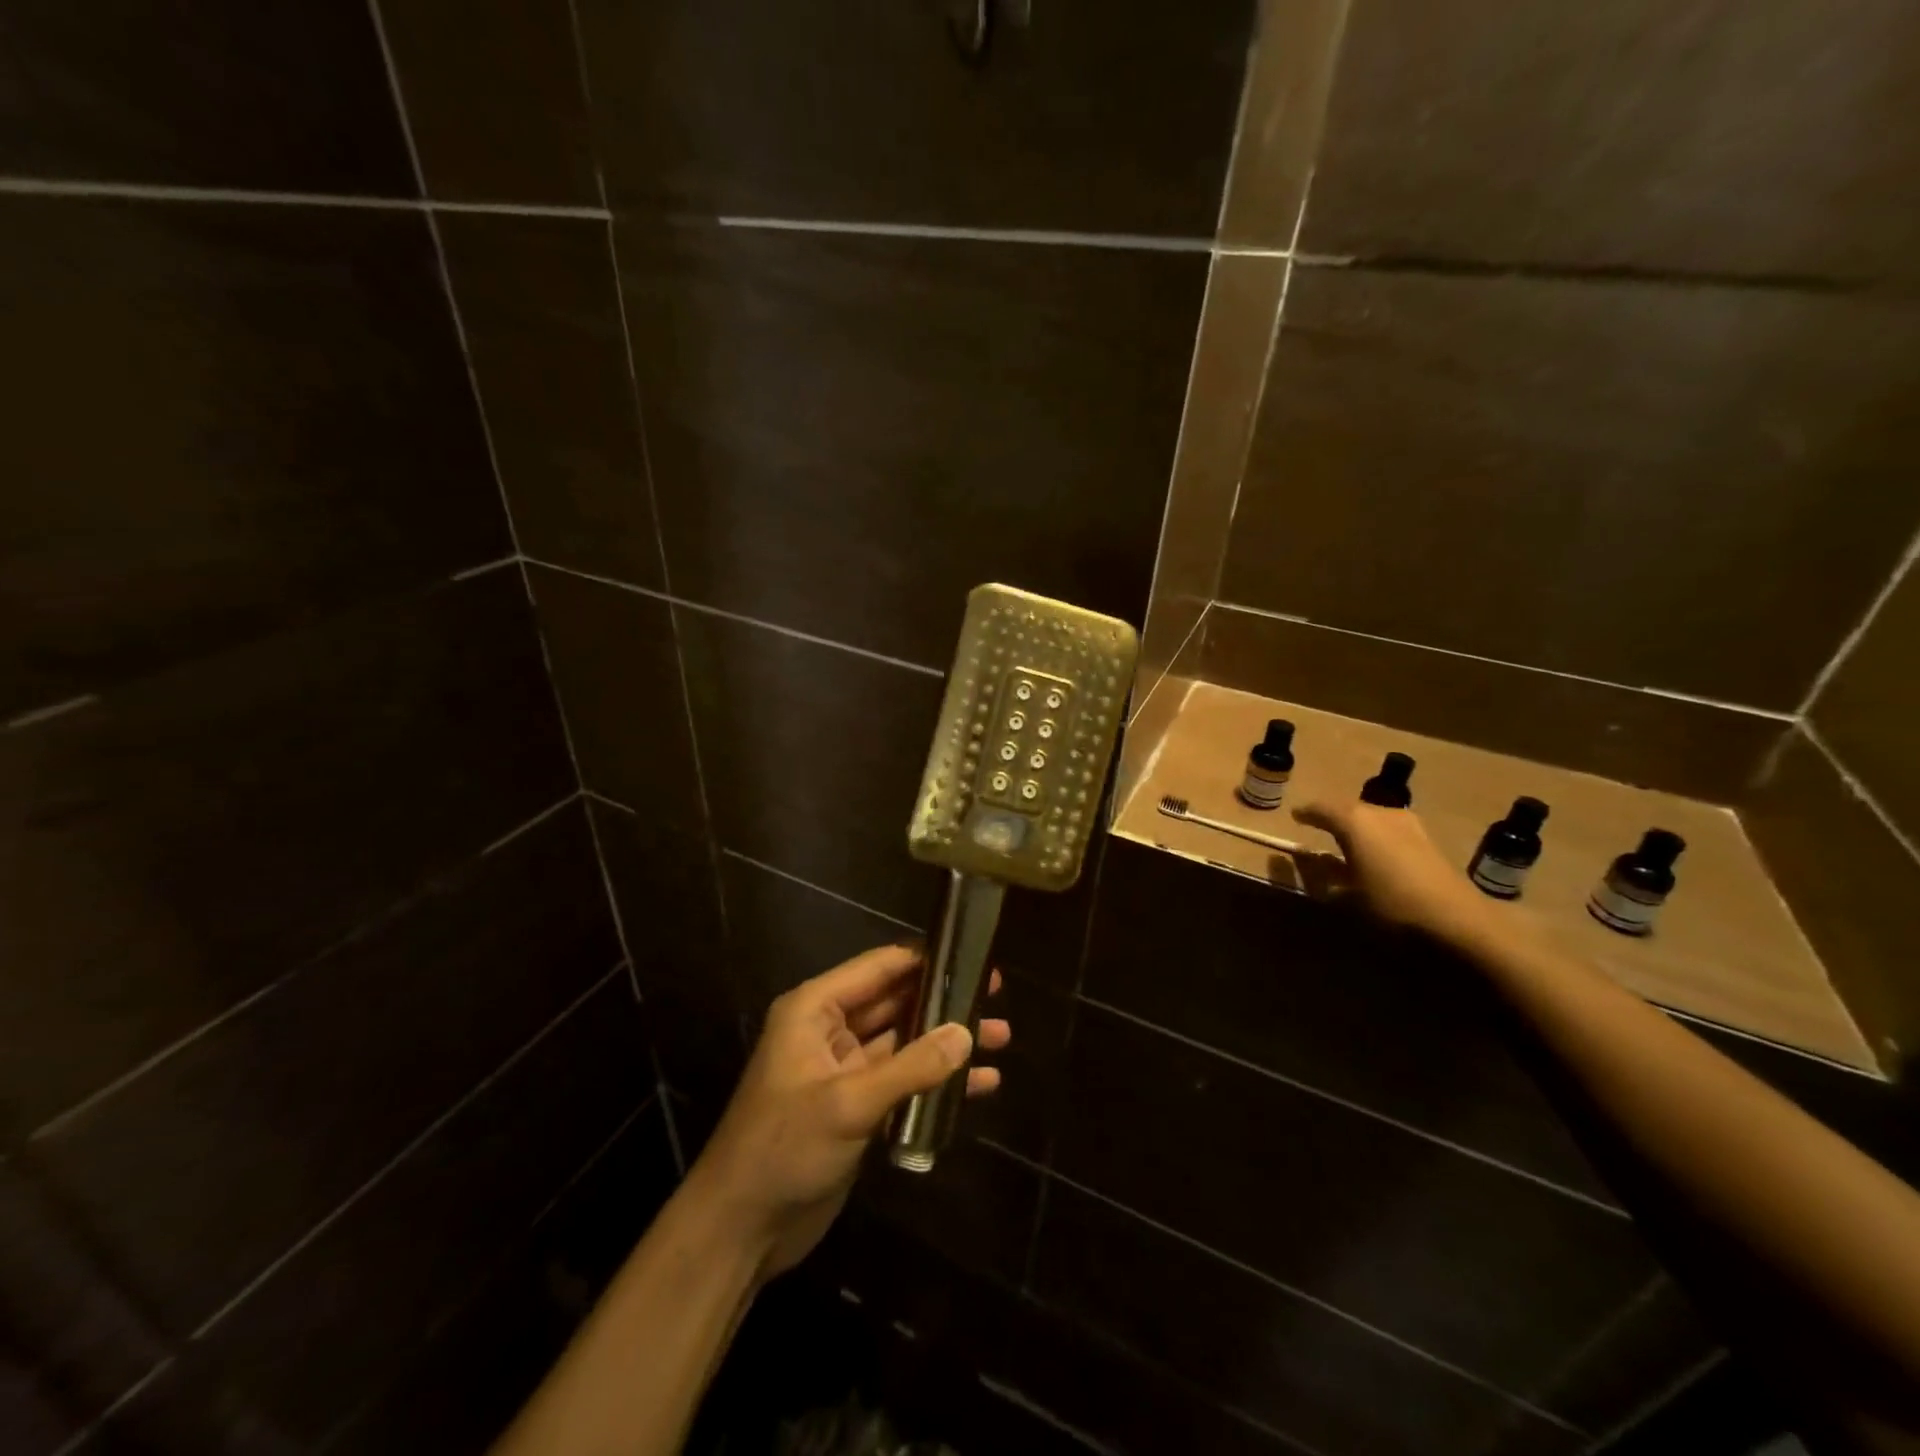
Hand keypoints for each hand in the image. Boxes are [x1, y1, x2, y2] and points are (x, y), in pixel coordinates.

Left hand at [682, 943, 1009, 1280]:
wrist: (740, 1230)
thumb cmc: (784, 1148)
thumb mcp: (848, 1104)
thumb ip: (911, 1067)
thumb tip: (967, 1033)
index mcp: (815, 1009)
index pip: (879, 968)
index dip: (926, 960)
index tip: (973, 957)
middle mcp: (830, 1030)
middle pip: (897, 1002)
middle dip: (944, 1002)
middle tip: (996, 996)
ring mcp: (845, 1070)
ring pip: (905, 1042)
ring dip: (946, 1042)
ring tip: (1001, 1038)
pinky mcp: (857, 1107)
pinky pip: (903, 1081)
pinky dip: (936, 1081)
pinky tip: (980, 1085)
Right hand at [1291, 797, 1491, 943]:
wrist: (1460, 922)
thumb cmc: (1392, 905)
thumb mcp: (1348, 896)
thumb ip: (1326, 874)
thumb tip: (1314, 861)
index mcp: (1356, 821)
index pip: (1322, 808)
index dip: (1307, 812)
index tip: (1295, 816)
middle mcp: (1381, 814)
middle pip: (1349, 808)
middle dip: (1332, 817)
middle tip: (1318, 827)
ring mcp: (1409, 825)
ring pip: (1372, 818)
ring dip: (1356, 828)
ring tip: (1344, 843)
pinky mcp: (1428, 841)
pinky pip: (1390, 830)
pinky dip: (1376, 838)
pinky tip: (1374, 855)